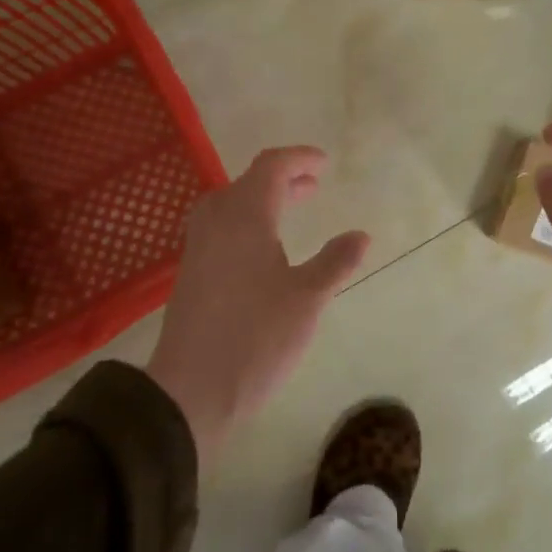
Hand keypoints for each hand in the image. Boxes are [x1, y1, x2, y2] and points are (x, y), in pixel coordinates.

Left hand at [148, 147, 369, 465]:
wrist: (190, 392)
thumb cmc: (256, 338)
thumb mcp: (307, 299)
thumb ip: (335, 262)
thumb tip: (361, 235)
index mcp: (245, 218)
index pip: (270, 167)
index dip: (298, 159)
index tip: (324, 164)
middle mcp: (216, 223)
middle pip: (247, 182)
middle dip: (282, 179)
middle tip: (312, 186)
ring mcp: (198, 249)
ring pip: (229, 205)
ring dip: (262, 200)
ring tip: (291, 212)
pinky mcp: (191, 274)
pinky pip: (220, 228)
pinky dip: (246, 222)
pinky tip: (264, 251)